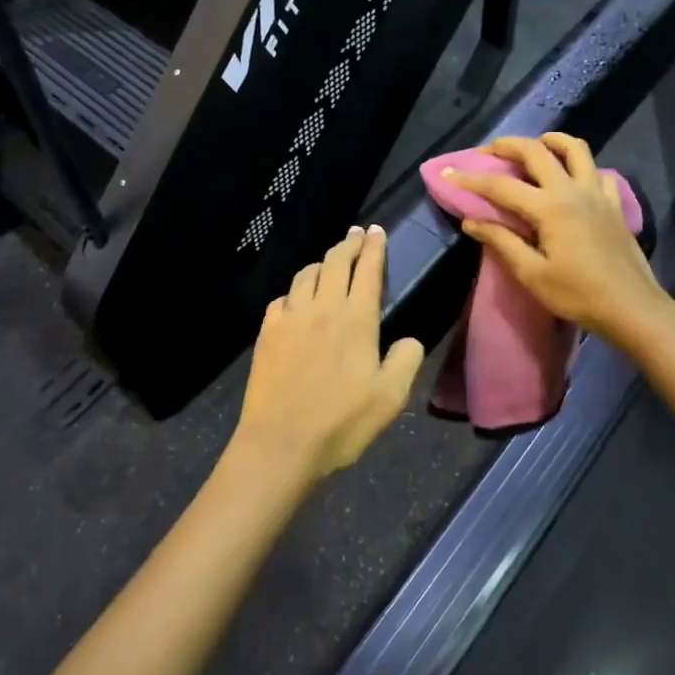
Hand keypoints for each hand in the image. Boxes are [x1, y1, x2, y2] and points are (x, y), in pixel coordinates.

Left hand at [228, 226, 425, 488]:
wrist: (280, 444)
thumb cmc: (341, 423)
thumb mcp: (391, 398)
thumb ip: (407, 360)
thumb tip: (408, 339)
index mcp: (356, 319)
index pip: (367, 270)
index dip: (374, 247)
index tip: (376, 231)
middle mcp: (322, 308)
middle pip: (335, 262)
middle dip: (349, 243)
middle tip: (357, 234)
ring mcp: (290, 318)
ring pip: (305, 275)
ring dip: (321, 262)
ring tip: (329, 262)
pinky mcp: (266, 333)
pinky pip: (282, 298)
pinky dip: (295, 291)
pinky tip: (297, 300)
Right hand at [444, 134, 673, 344]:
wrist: (631, 307)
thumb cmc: (578, 295)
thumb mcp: (532, 274)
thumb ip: (502, 242)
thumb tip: (471, 221)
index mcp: (549, 207)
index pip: (501, 186)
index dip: (472, 179)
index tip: (449, 173)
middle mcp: (572, 190)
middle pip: (537, 151)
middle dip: (508, 145)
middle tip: (489, 151)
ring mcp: (597, 193)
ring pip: (575, 148)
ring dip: (551, 141)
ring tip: (535, 148)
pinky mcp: (614, 204)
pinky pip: (598, 172)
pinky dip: (582, 167)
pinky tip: (573, 180)